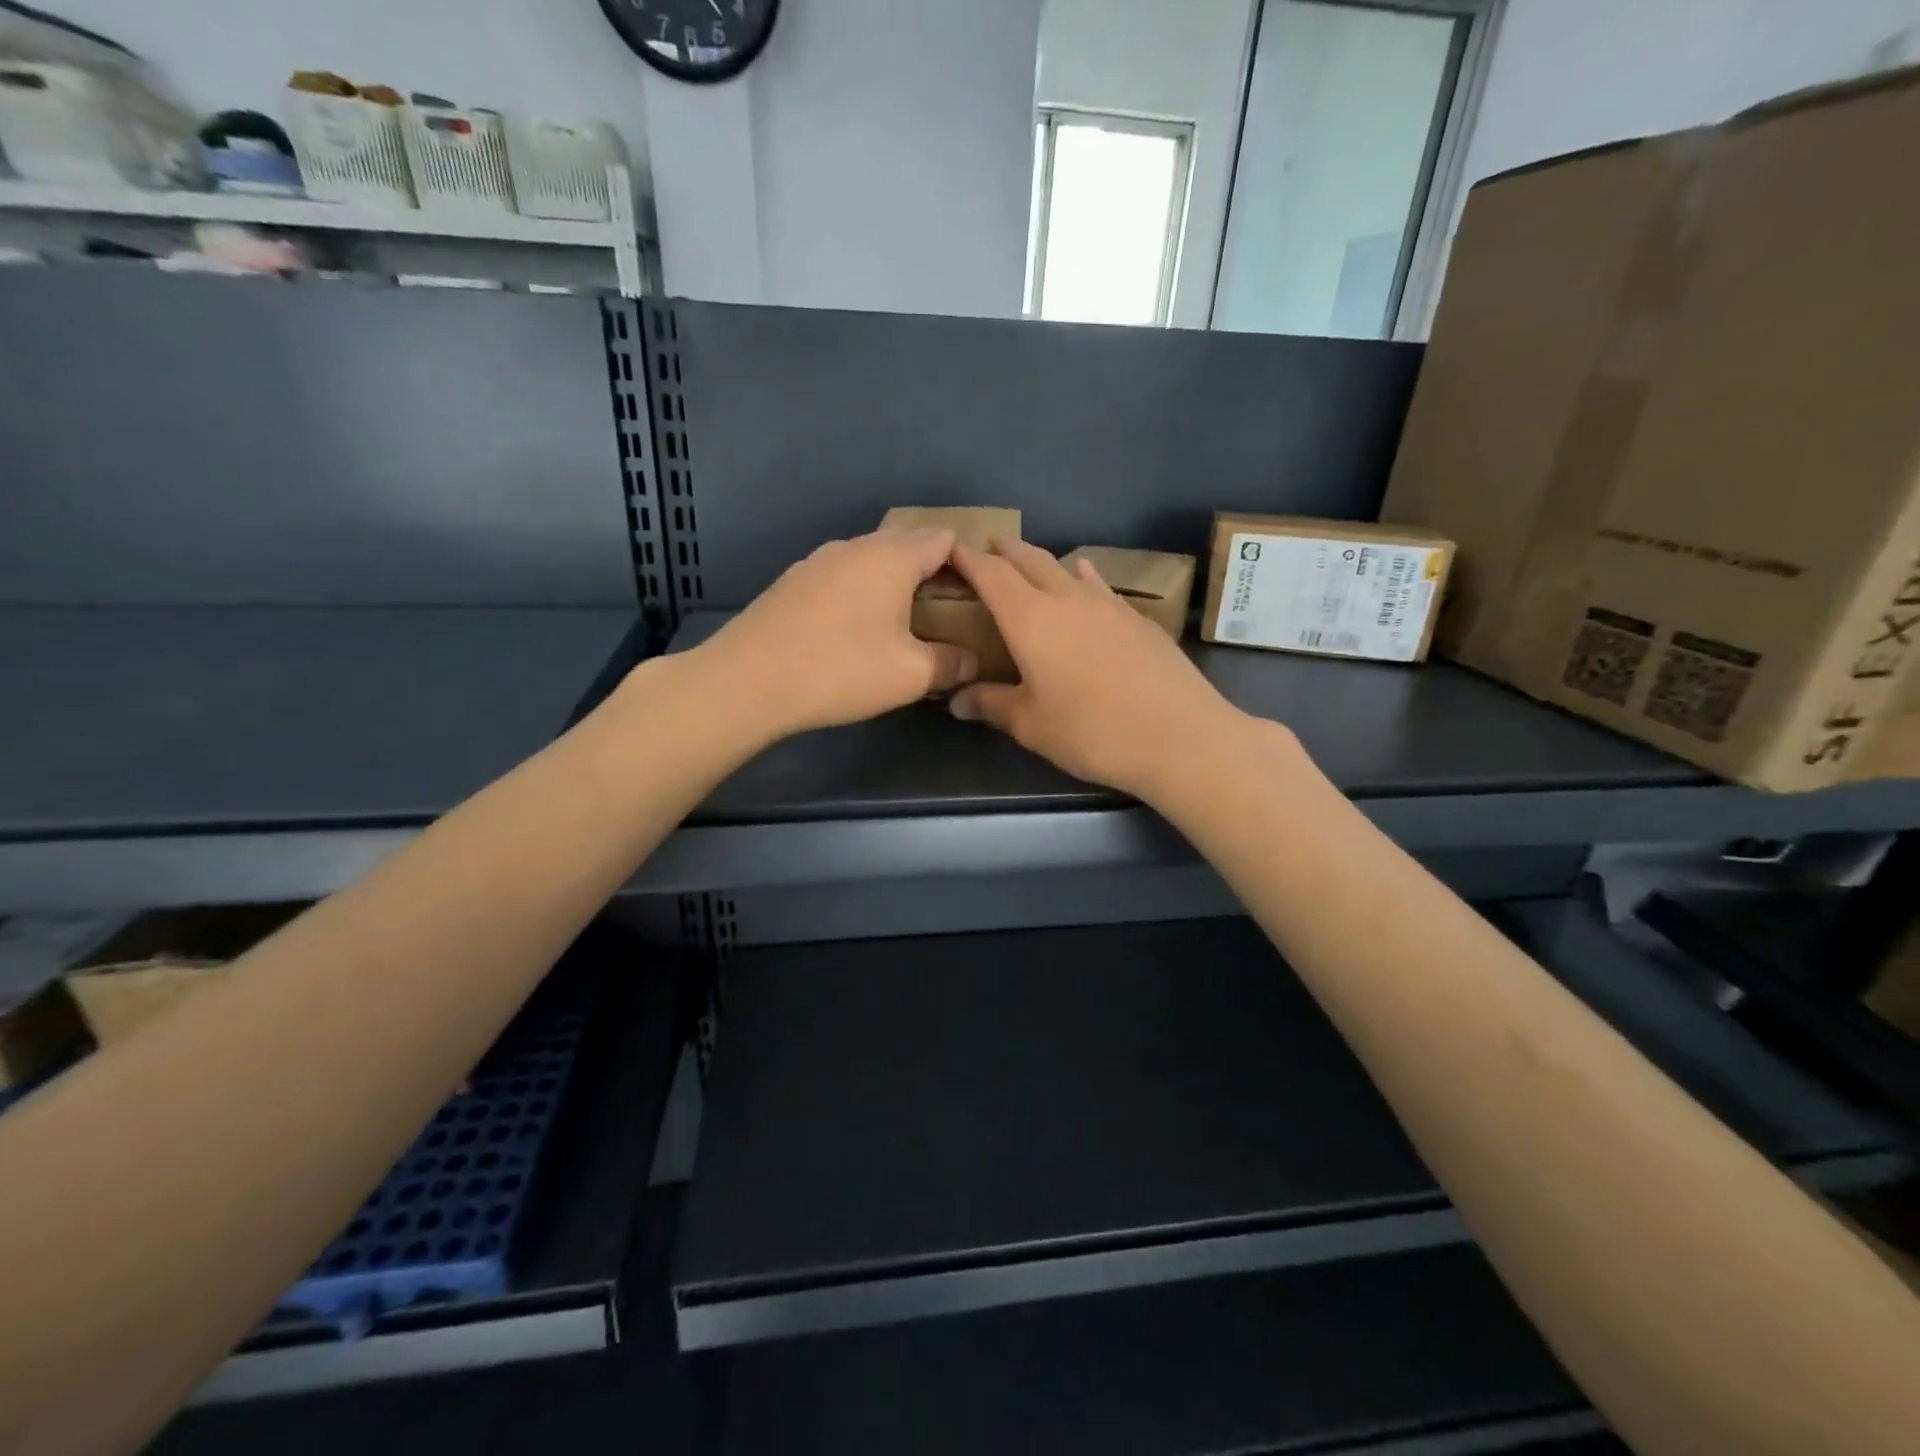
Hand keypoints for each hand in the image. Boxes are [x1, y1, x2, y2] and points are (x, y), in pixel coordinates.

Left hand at [694, 527, 978, 739]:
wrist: (747, 681)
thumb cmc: (840, 670)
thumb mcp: (910, 676)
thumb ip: (951, 664)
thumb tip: (972, 661)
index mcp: (892, 557)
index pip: (943, 538)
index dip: (967, 563)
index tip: (978, 597)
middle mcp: (855, 546)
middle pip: (907, 545)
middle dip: (933, 574)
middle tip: (948, 614)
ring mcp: (818, 561)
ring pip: (871, 561)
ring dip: (894, 584)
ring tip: (904, 624)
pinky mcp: (793, 582)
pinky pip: (842, 577)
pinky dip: (862, 594)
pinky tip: (855, 631)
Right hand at [948, 541, 1262, 801]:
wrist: (1180, 735)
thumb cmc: (1092, 730)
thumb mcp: (1031, 725)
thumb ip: (991, 705)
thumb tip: (955, 700)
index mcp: (1031, 619)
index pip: (991, 575)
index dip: (968, 559)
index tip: (950, 548)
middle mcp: (1068, 599)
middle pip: (1031, 561)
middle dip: (1006, 551)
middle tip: (988, 547)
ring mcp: (1109, 605)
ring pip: (1067, 570)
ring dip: (1044, 563)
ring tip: (1031, 562)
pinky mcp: (1139, 619)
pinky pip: (1100, 587)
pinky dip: (1083, 578)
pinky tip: (1087, 578)